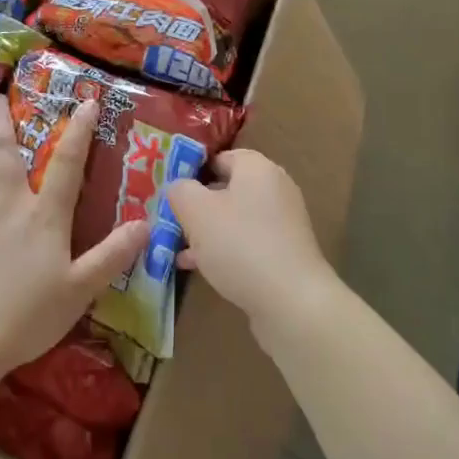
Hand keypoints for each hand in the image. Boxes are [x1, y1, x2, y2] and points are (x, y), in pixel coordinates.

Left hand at [0, 95, 147, 371]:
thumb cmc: (28, 314)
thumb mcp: (80, 290)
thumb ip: (112, 255)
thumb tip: (146, 225)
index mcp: (43, 215)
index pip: (66, 163)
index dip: (79, 131)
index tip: (86, 102)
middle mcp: (6, 201)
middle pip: (3, 149)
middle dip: (3, 118)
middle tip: (1, 97)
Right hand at [166, 150, 332, 322]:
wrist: (291, 301)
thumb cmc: (240, 244)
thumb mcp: (196, 211)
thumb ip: (180, 191)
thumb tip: (178, 187)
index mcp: (258, 169)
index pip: (221, 156)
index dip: (192, 169)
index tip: (168, 188)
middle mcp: (274, 190)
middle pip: (226, 189)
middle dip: (195, 204)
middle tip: (168, 219)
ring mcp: (282, 224)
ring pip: (233, 219)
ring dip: (205, 231)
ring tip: (175, 247)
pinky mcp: (283, 254)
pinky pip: (245, 243)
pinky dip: (222, 250)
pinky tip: (197, 267)